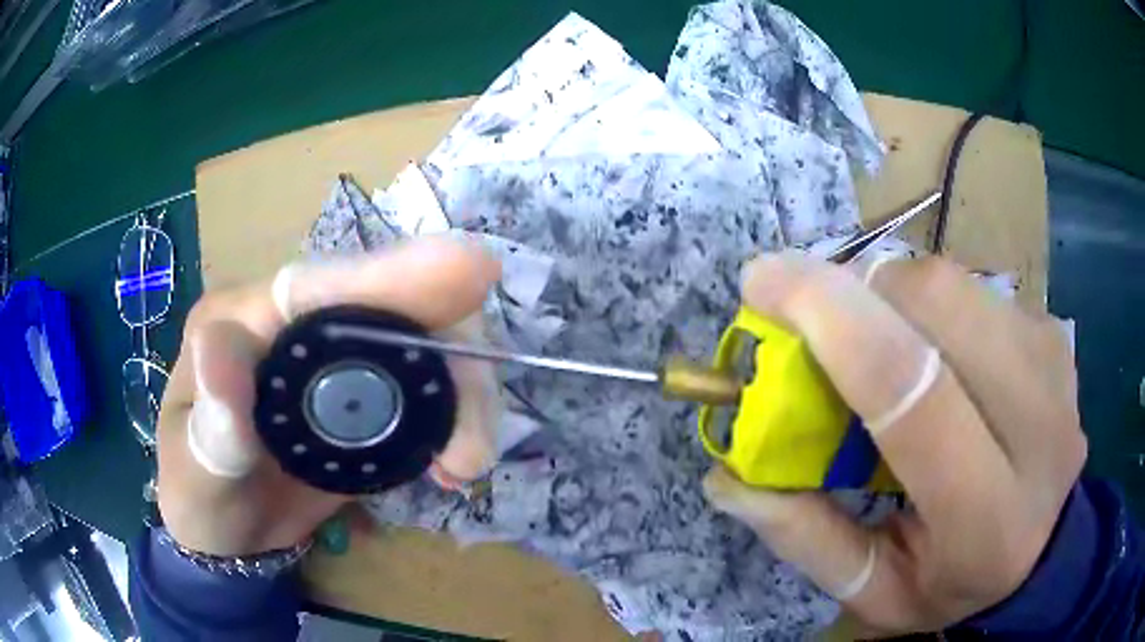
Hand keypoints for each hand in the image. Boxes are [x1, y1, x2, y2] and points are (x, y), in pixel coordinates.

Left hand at [156, 237, 501, 555]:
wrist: (230, 532)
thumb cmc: (198, 492)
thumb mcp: (192, 467)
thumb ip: (210, 420)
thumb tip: (224, 343)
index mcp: (247, 319)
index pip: (320, 286)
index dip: (391, 274)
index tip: (471, 269)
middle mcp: (300, 326)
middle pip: (393, 308)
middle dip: (449, 358)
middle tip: (471, 445)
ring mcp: (340, 362)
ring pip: (424, 348)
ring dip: (462, 400)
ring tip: (465, 465)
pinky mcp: (369, 400)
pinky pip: (428, 392)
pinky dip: (456, 422)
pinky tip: (454, 467)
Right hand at [703, 254, 1084, 633]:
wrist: (1046, 549)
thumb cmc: (955, 583)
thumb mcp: (874, 591)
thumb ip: (805, 537)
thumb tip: (726, 473)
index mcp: (988, 516)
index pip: (914, 393)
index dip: (834, 320)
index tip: (763, 281)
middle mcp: (1039, 428)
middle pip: (939, 305)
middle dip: (858, 290)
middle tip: (817, 319)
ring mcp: (1054, 366)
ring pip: (953, 282)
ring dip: (889, 293)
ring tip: (876, 341)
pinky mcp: (1053, 334)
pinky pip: (973, 287)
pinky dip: (927, 301)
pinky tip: (930, 350)